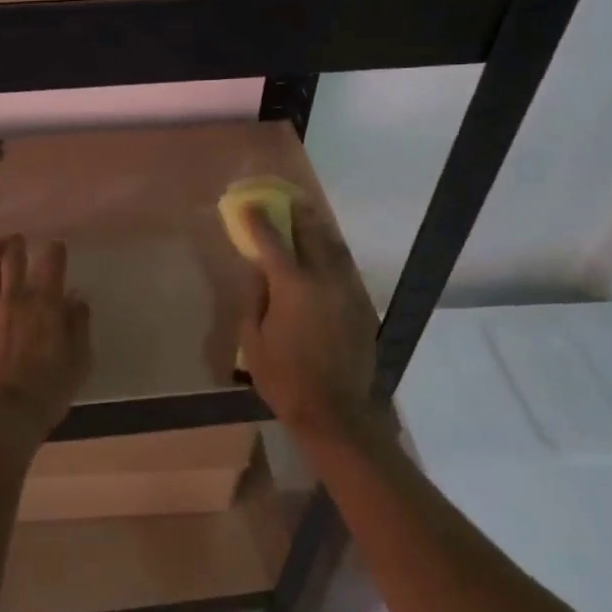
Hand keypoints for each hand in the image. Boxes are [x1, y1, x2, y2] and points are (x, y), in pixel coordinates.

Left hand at [0, 236, 91, 449]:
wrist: (3, 414)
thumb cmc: (49, 389)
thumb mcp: (79, 360)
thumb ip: (78, 325)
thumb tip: (76, 299)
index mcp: (45, 304)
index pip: (51, 265)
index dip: (54, 252)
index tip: (56, 247)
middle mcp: (14, 299)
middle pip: (13, 261)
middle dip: (16, 246)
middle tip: (17, 239)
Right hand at [238, 197, 380, 442]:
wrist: (335, 411)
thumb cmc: (284, 379)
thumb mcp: (252, 341)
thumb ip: (254, 299)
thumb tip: (258, 272)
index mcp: (292, 286)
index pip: (271, 241)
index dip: (258, 220)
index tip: (249, 205)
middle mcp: (324, 279)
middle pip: (311, 233)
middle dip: (297, 213)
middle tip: (286, 200)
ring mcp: (348, 290)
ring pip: (334, 247)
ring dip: (319, 229)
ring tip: (308, 217)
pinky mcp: (362, 304)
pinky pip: (345, 268)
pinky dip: (332, 254)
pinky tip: (325, 255)